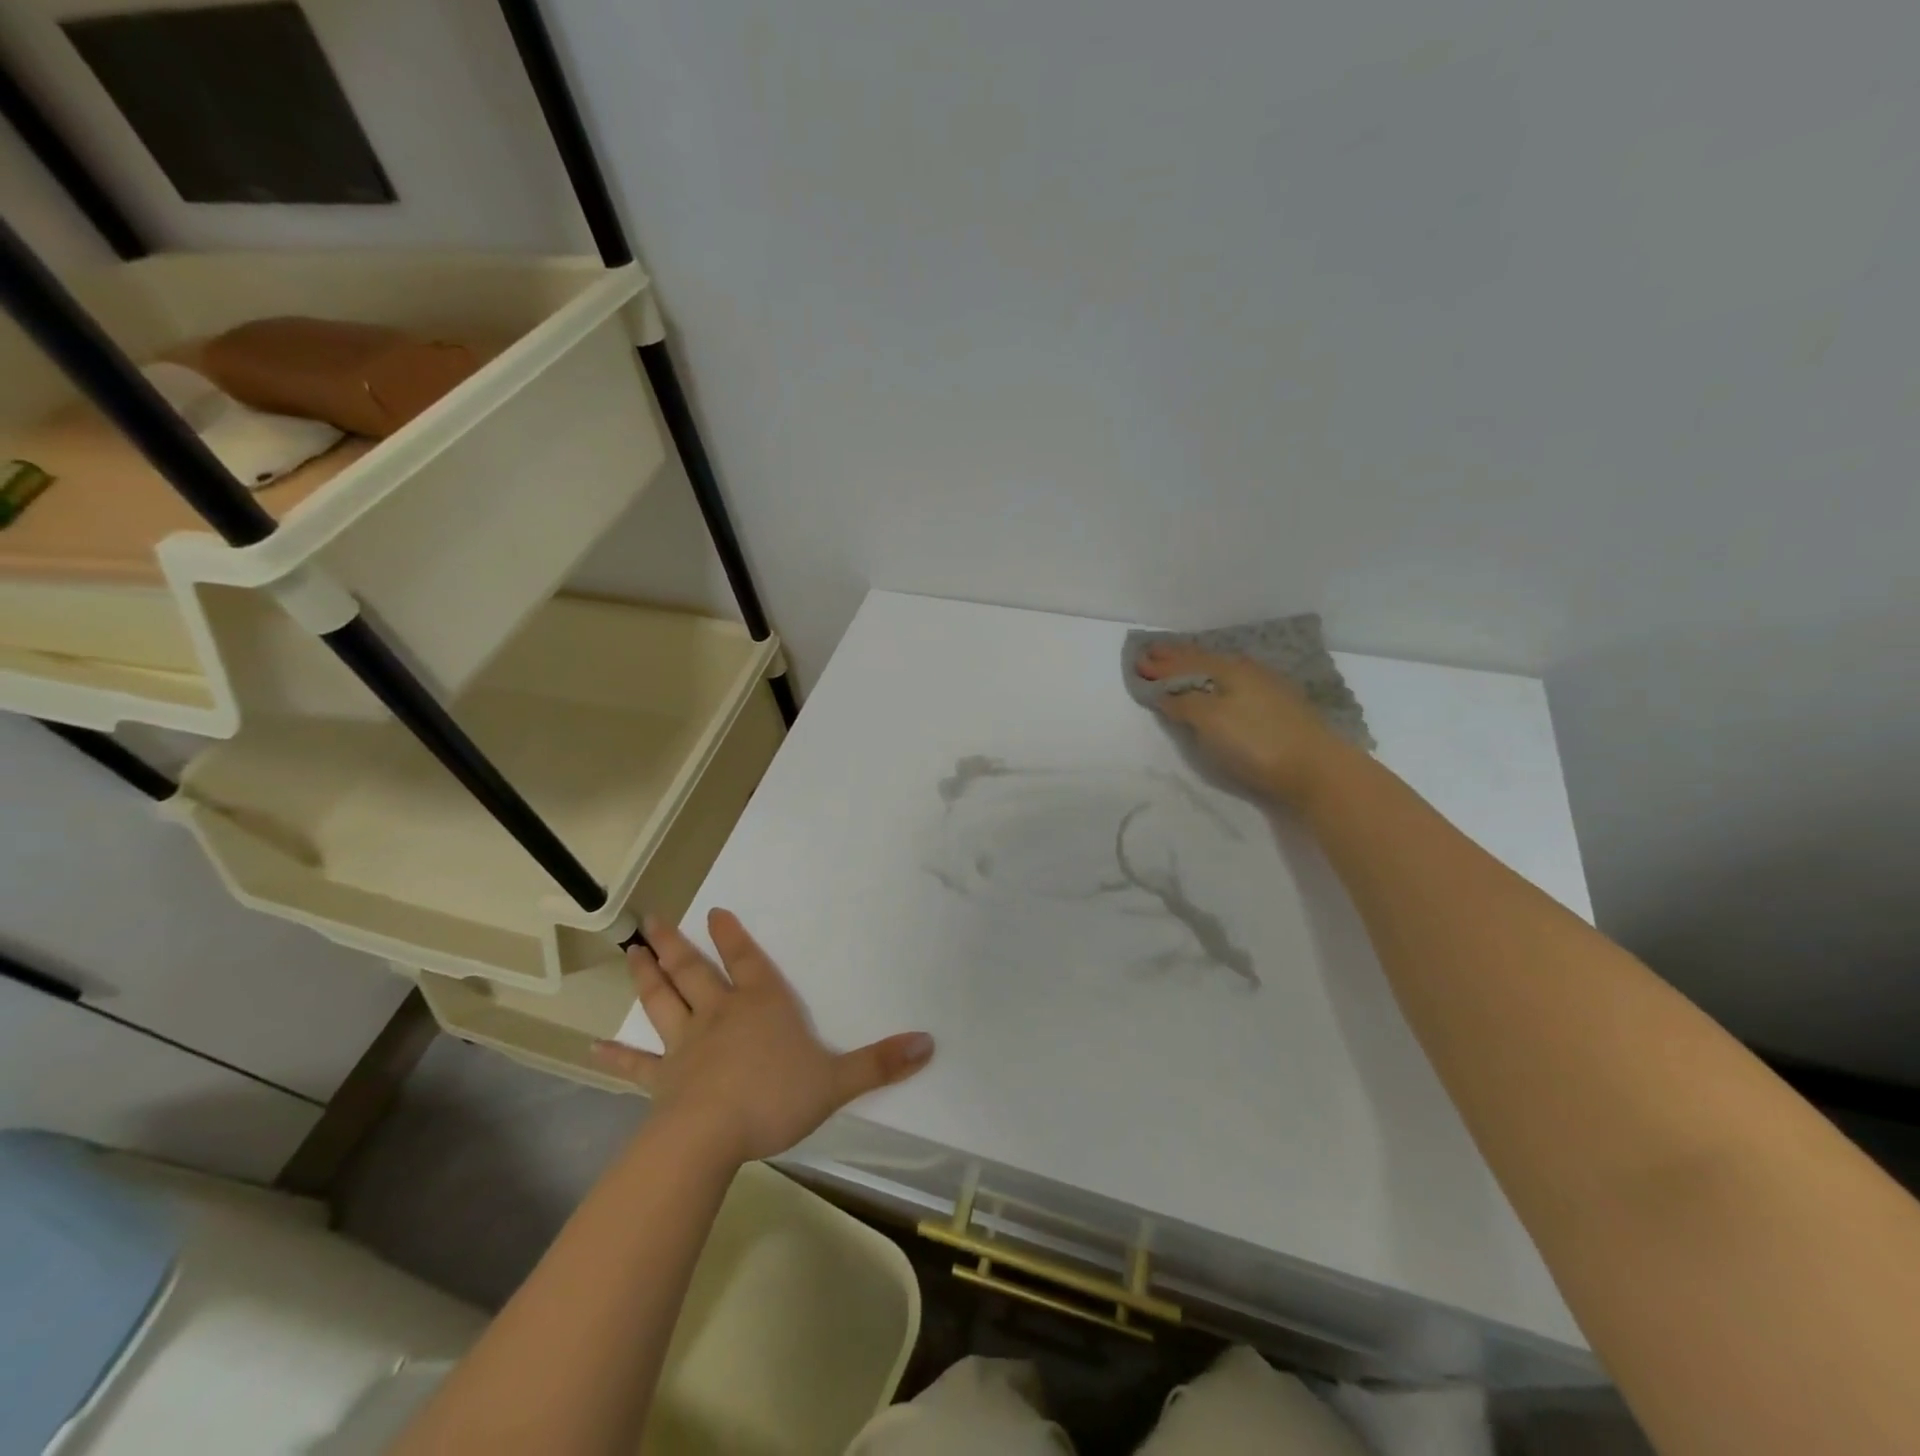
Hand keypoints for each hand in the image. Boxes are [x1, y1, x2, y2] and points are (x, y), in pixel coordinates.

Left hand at [592, 910, 933, 1163]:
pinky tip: (589, 1046)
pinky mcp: (662, 1079)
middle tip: (654, 919)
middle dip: (677, 944)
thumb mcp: (838, 1081)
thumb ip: (882, 1063)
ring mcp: (686, 1045)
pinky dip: (614, 1055)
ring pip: (663, 1001)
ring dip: (647, 975)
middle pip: (695, 971)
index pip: (748, 961)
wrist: (711, 1137)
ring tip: (631, 950)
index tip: (715, 911)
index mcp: (761, 1006)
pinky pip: (635, 1064)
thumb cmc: (776, 1098)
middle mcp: (720, 1014)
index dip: (734, 936)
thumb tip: (930, 1042)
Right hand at [1136, 644, 1350, 803]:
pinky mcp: (1278, 706)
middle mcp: (1246, 671)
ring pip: (1220, 669)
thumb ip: (1185, 703)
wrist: (1316, 768)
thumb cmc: (1256, 742)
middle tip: (1153, 652)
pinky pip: (1234, 681)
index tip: (1137, 662)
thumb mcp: (1211, 721)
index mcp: (1226, 670)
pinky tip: (1219, 682)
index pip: (1184, 663)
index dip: (1160, 665)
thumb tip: (1165, 692)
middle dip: (1175, 657)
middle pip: (1203, 660)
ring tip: (1180, 662)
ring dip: (1196, 666)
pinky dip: (1215, 678)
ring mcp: (1265, 687)